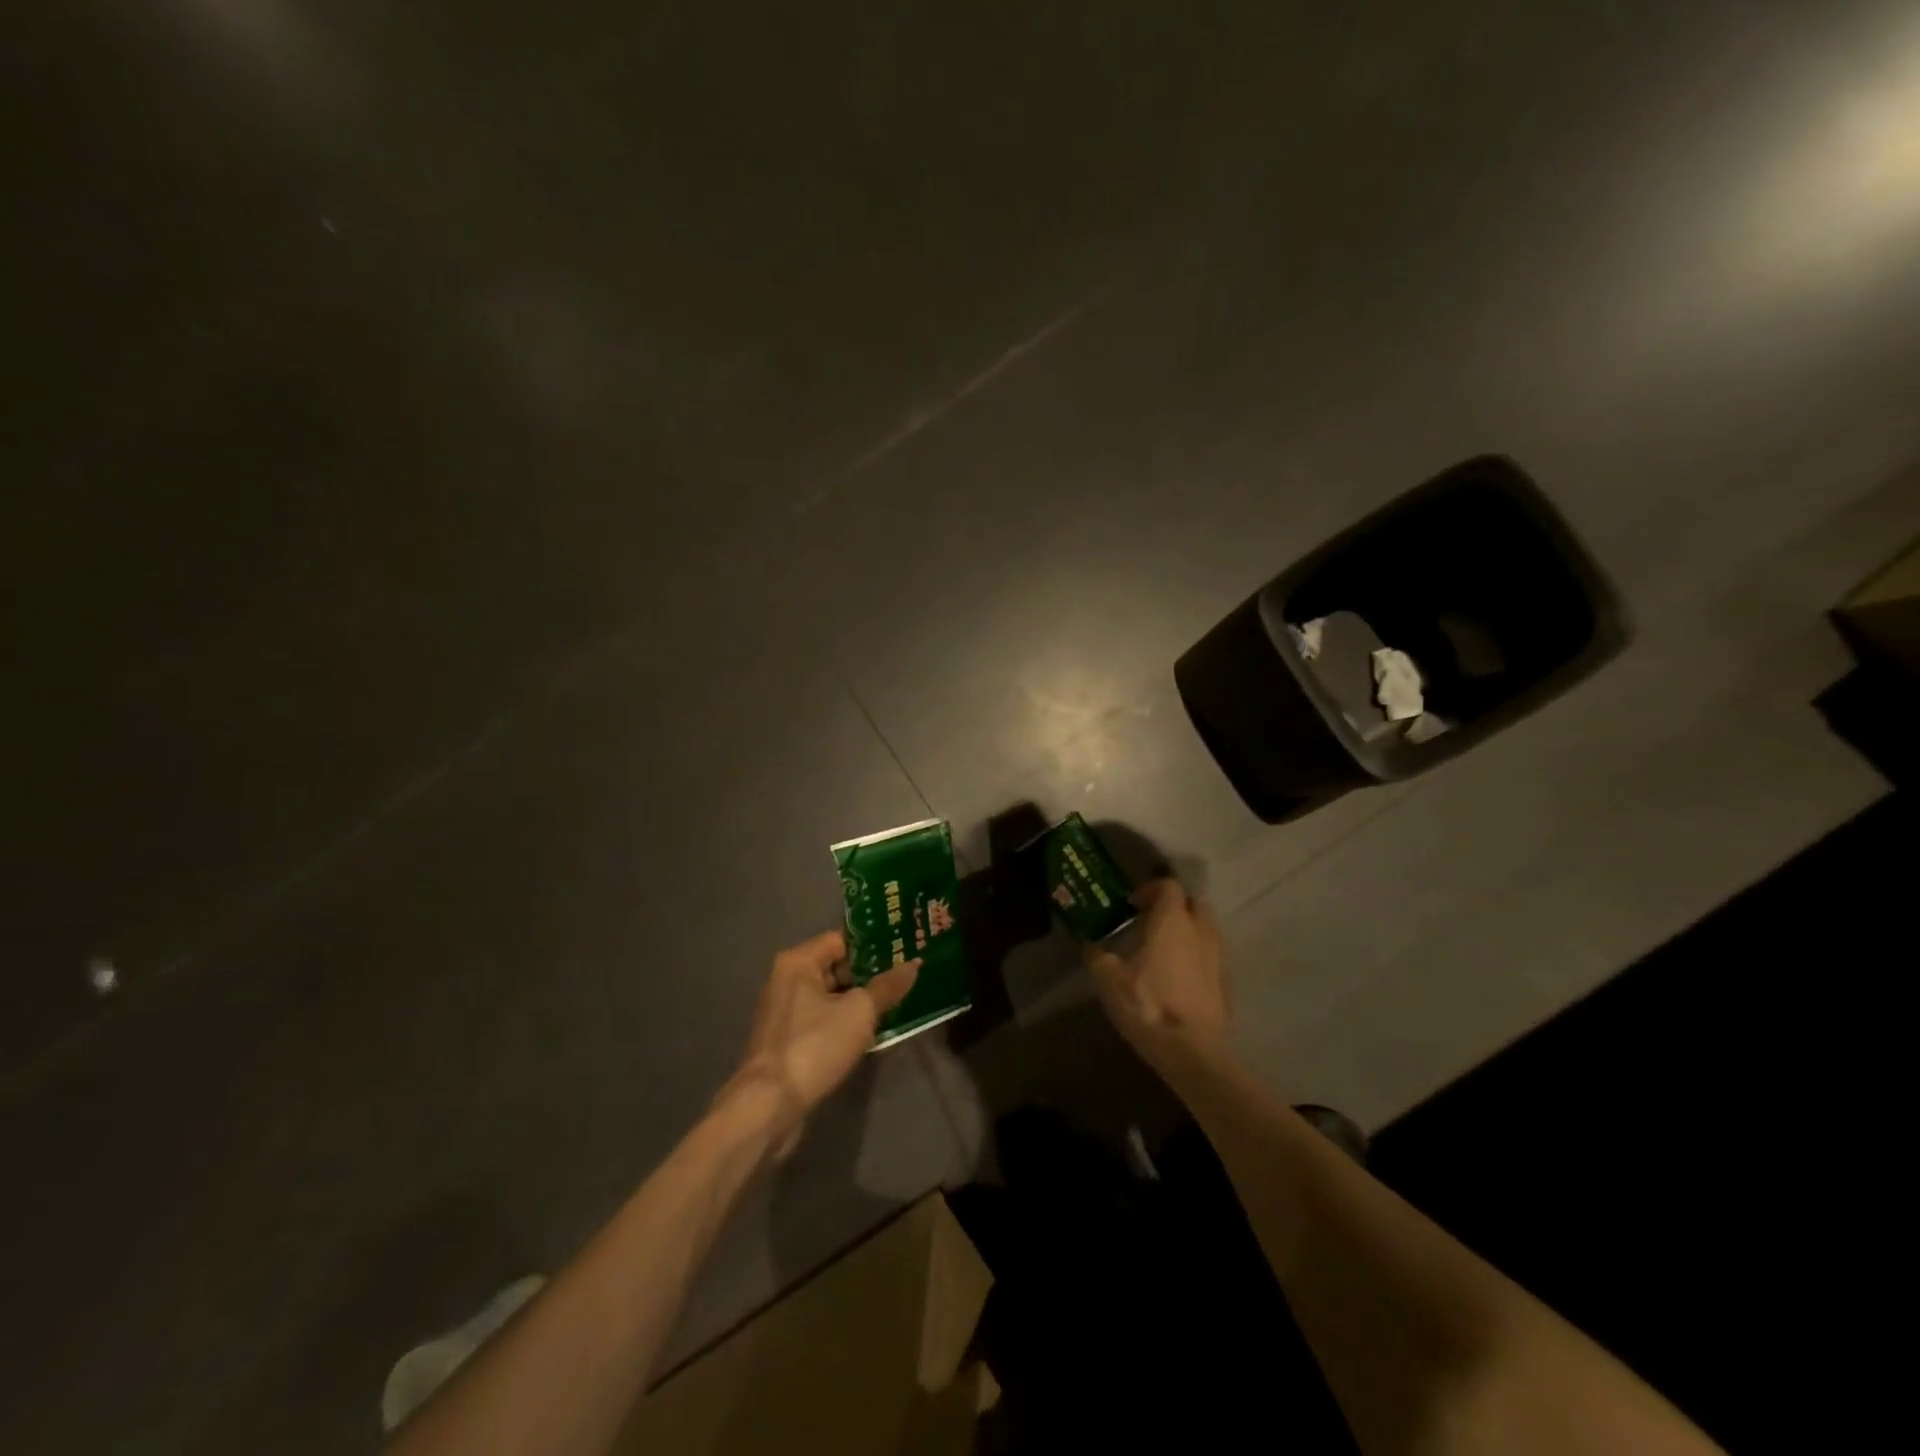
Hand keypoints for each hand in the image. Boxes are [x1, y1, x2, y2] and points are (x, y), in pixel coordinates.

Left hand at [719, 931, 918, 1157]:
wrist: (769, 1106)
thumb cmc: (814, 1046)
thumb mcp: (859, 1012)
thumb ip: (887, 986)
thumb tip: (915, 964)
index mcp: (798, 962)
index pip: (842, 939)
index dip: (874, 944)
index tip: (904, 948)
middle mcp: (786, 980)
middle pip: (836, 967)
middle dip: (870, 974)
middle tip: (907, 976)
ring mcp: (785, 1012)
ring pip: (831, 997)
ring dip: (859, 1002)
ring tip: (898, 1003)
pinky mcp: (787, 1041)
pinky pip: (823, 1020)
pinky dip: (845, 1023)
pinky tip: (872, 1032)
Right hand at [1084, 877, 1230, 1076]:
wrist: (1192, 1052)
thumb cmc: (1148, 1005)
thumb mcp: (1110, 981)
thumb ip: (1099, 958)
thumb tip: (1091, 946)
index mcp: (1172, 922)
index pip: (1169, 886)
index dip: (1151, 889)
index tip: (1133, 904)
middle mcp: (1200, 931)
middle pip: (1194, 902)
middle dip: (1175, 905)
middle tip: (1153, 920)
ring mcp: (1218, 957)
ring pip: (1206, 929)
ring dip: (1188, 930)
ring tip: (1165, 948)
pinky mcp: (1226, 982)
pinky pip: (1211, 955)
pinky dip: (1197, 955)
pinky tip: (1179, 975)